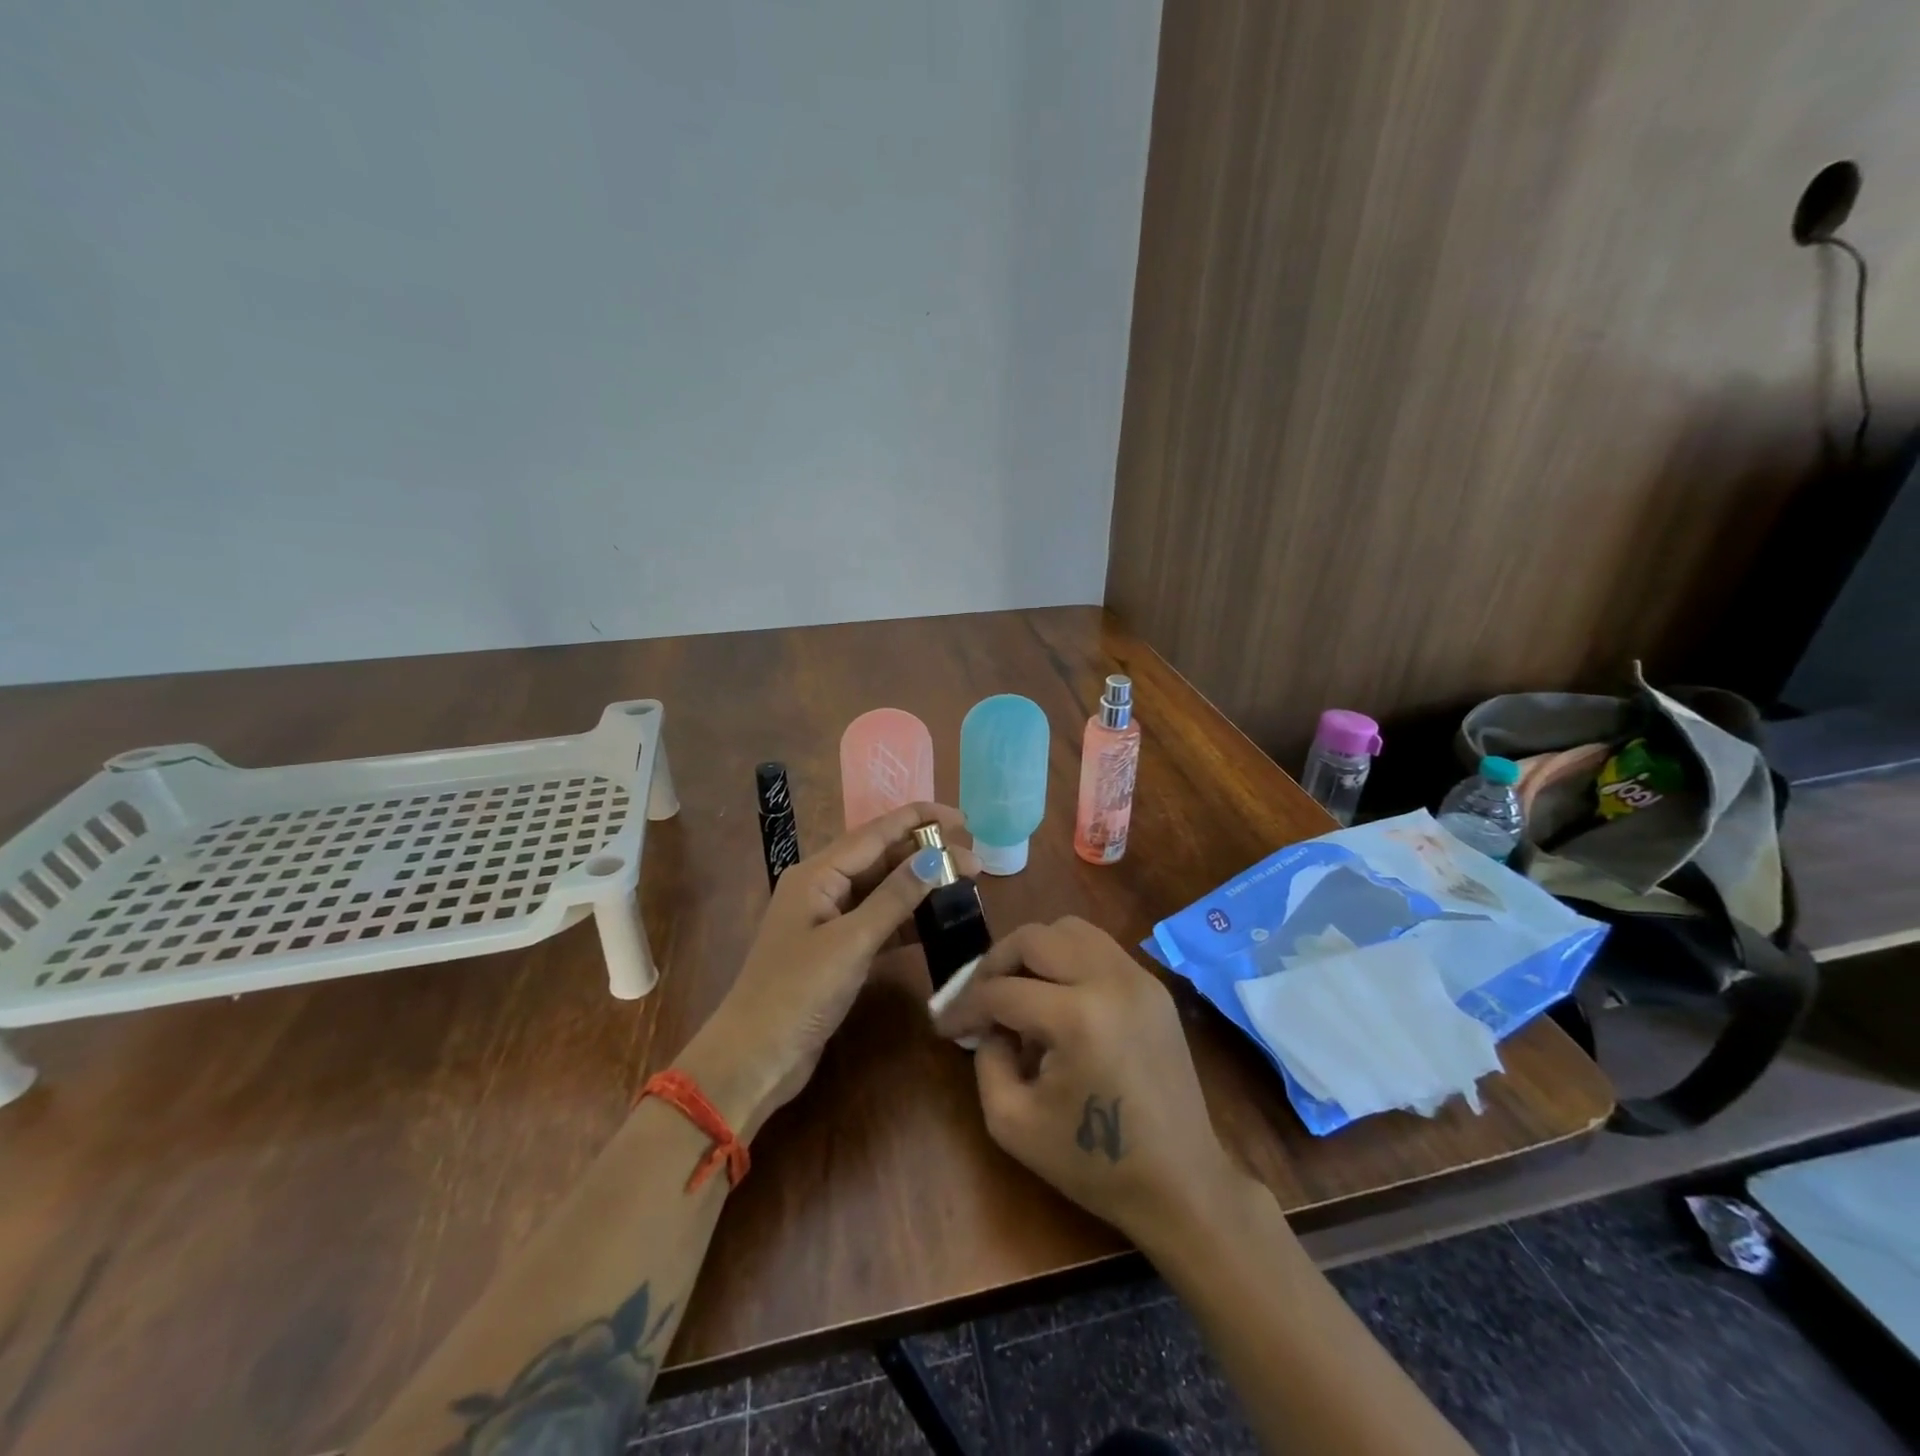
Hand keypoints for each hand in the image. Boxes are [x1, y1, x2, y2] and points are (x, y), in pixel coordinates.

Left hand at [681, 802, 977, 1137]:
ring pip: (883, 890)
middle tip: (975, 860)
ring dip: (921, 886)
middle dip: (926, 854)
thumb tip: (937, 856)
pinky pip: (880, 921)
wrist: (755, 1059)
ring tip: (965, 885)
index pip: (876, 833)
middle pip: (882, 858)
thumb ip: (895, 897)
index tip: (963, 818)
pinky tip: (939, 921)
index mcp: (817, 874)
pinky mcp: (838, 950)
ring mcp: (830, 920)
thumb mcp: (851, 942)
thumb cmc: (797, 993)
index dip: (920, 820)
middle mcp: (823, 887)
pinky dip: (908, 919)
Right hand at [932, 917, 1239, 1245]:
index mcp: (1077, 1018)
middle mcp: (1110, 980)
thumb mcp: (1012, 1123)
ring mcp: (1138, 978)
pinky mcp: (1154, 986)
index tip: (945, 1025)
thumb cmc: (1094, 1164)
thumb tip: (987, 1023)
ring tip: (1018, 989)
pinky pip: (1098, 947)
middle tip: (978, 996)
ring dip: (1033, 952)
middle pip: (1034, 937)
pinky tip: (1057, 997)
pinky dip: (1067, 959)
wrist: (1182, 1184)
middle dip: (994, 963)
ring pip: (1069, 929)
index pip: (1001, 991)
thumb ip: (985, 1059)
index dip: (964, 1006)